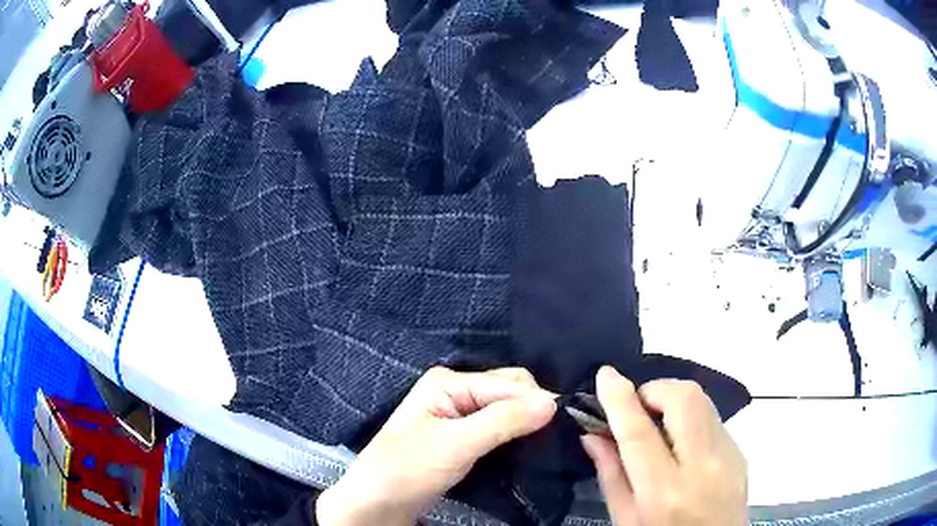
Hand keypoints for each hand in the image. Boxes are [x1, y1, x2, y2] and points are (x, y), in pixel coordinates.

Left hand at [316, 367, 556, 525]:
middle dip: (532, 410)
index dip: (536, 401)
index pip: (508, 383)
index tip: (562, 425)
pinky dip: (515, 435)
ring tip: (546, 443)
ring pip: (507, 410)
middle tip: (553, 437)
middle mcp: (456, 390)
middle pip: (510, 392)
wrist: (379, 502)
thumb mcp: (456, 444)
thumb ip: (503, 421)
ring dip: (526, 424)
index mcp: (449, 381)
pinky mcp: (463, 437)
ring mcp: (459, 414)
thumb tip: (553, 403)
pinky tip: (527, 447)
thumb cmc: (409, 468)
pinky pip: (499, 428)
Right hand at [581, 366, 746, 525]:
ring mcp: (729, 456)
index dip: (620, 400)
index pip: (640, 434)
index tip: (606, 375)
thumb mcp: (625, 517)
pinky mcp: (740, 452)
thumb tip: (592, 433)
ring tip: (657, 423)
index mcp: (664, 492)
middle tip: (637, 407)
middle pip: (684, 400)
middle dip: (655, 390)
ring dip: (673, 400)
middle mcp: (703, 467)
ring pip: (702, 401)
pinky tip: (681, 442)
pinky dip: (690, 417)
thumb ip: (610, 474)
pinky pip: (712, 417)